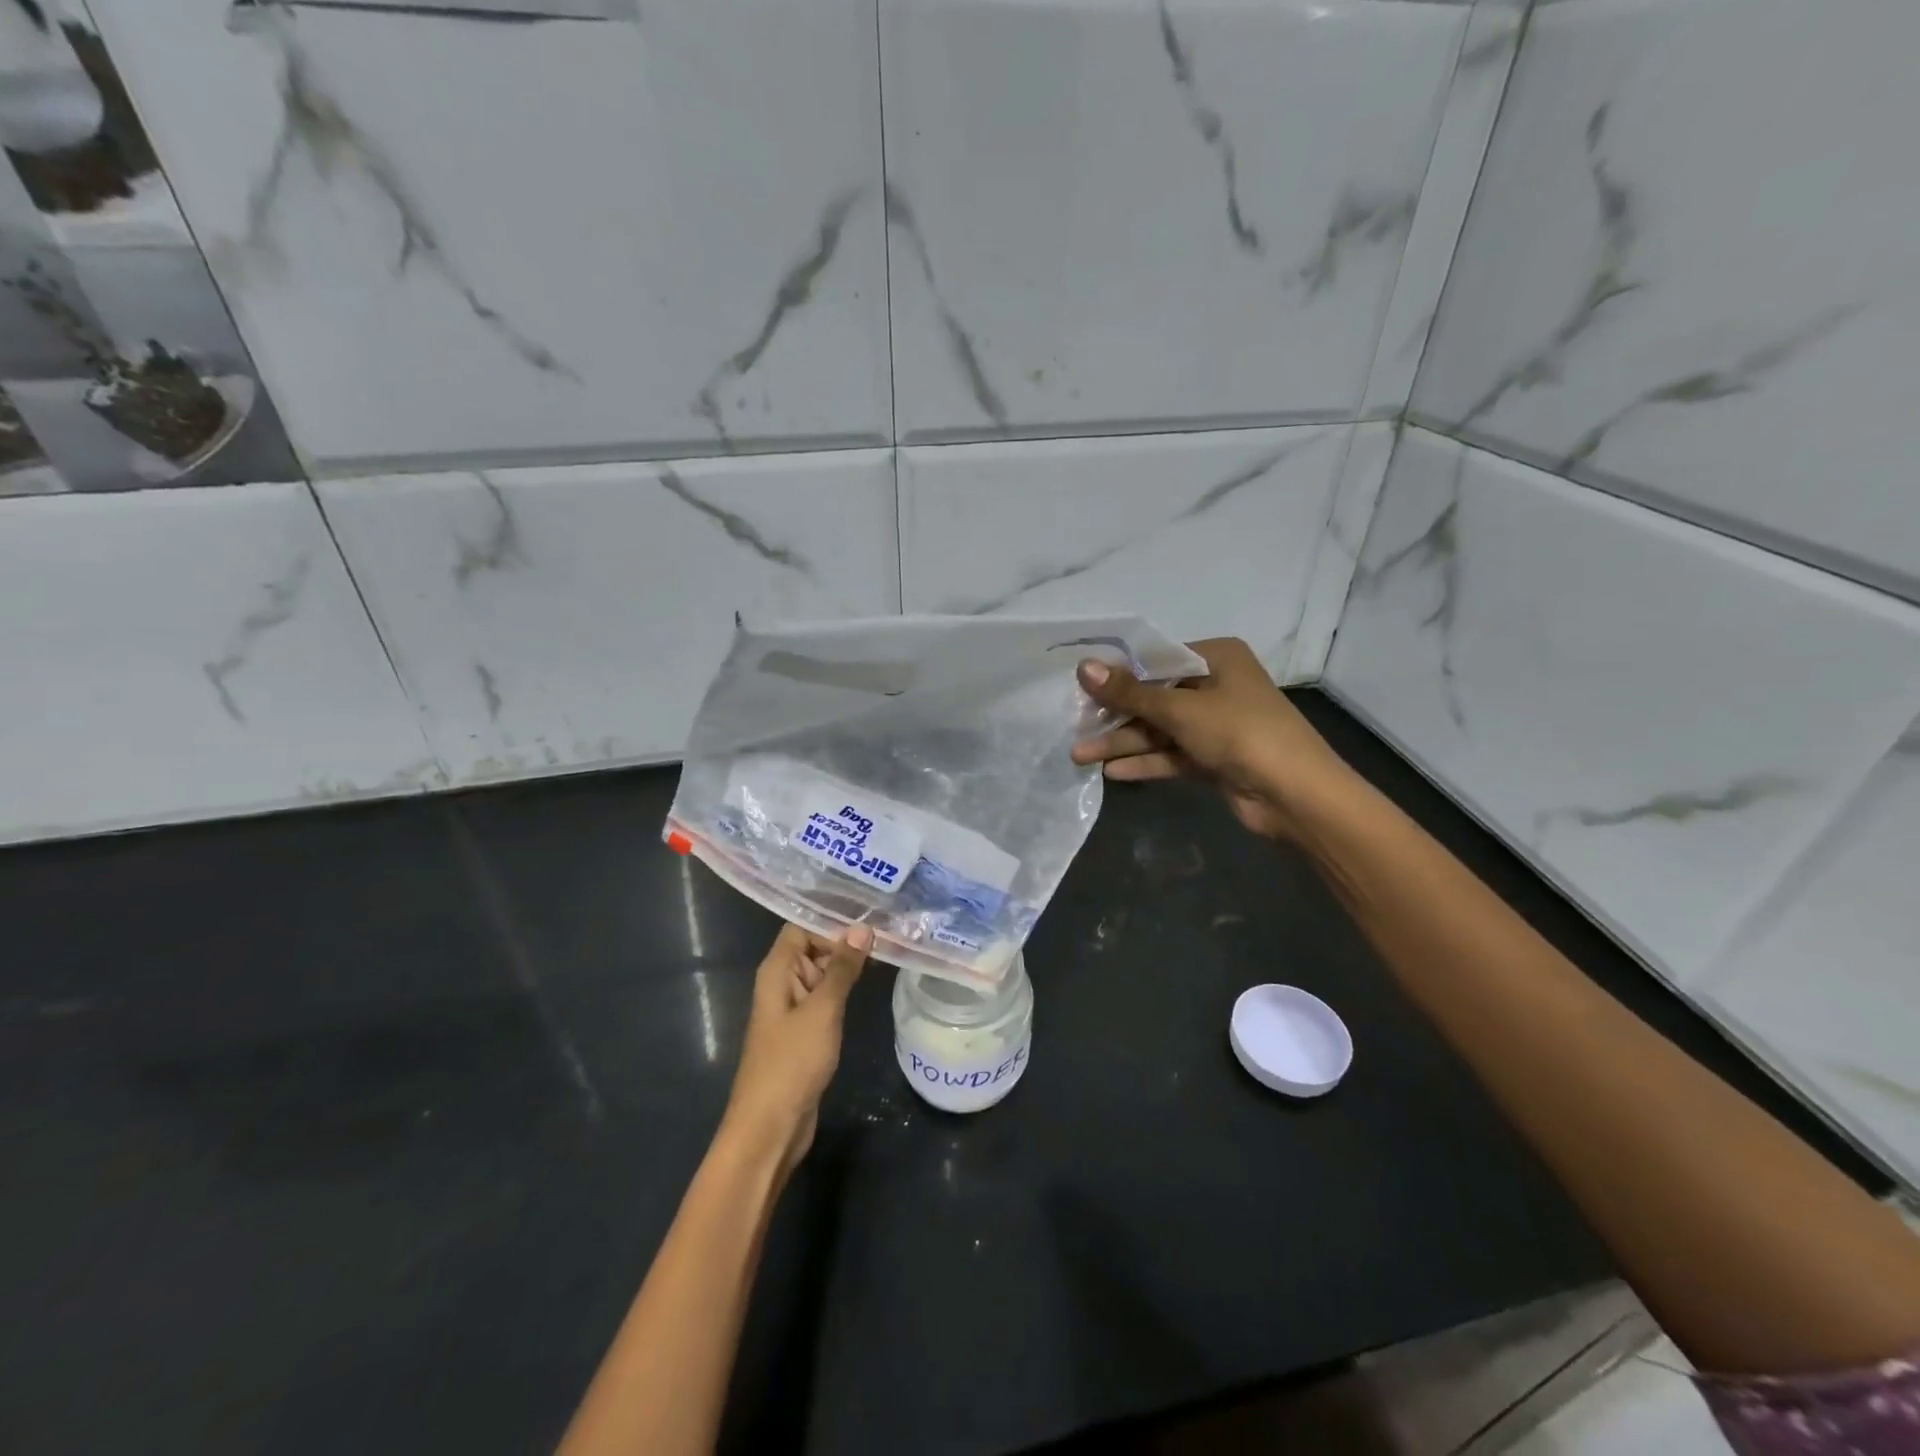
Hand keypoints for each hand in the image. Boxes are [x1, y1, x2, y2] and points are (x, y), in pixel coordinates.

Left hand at [721, 923, 872, 1177]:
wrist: (771, 1127)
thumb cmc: (792, 1062)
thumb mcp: (822, 1010)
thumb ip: (842, 968)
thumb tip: (862, 928)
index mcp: (777, 971)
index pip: (801, 927)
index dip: (831, 921)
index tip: (869, 917)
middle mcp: (782, 983)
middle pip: (813, 948)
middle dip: (845, 941)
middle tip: (888, 932)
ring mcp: (793, 1009)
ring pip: (822, 974)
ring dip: (848, 965)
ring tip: (887, 951)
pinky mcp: (805, 1032)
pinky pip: (825, 998)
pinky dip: (845, 989)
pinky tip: (871, 984)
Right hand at [1070, 637, 1354, 842]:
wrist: (1295, 795)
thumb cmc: (1239, 732)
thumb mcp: (1180, 708)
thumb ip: (1130, 692)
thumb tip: (1083, 667)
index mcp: (1217, 658)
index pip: (1157, 659)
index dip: (1117, 674)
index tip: (1080, 687)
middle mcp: (1216, 686)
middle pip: (1154, 697)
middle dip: (1115, 716)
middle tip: (1074, 728)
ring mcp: (1216, 725)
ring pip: (1160, 730)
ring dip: (1123, 742)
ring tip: (1079, 756)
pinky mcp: (1214, 758)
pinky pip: (1171, 755)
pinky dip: (1145, 762)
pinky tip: (1112, 771)